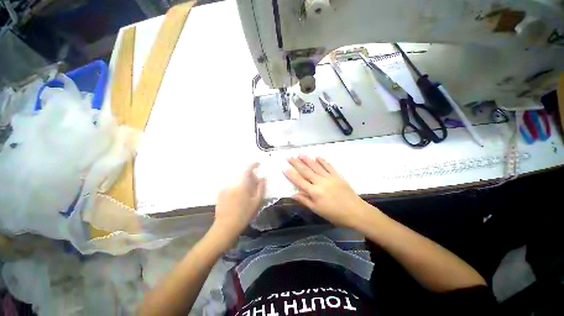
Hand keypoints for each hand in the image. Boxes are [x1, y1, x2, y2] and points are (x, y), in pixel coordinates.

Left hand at [212, 162, 265, 247]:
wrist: (226, 226)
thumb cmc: (244, 214)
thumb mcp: (257, 201)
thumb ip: (261, 187)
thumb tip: (263, 177)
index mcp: (242, 184)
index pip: (248, 168)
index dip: (254, 164)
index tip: (259, 163)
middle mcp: (232, 182)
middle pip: (242, 172)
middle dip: (250, 174)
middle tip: (255, 181)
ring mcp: (225, 186)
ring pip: (236, 177)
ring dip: (243, 179)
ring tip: (248, 188)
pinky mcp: (221, 191)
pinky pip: (231, 183)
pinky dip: (237, 183)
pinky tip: (239, 193)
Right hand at [284, 156, 370, 227]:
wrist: (355, 212)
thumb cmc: (334, 214)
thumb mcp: (317, 210)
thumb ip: (305, 201)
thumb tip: (292, 195)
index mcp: (314, 192)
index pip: (300, 181)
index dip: (291, 175)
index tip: (285, 168)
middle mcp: (320, 182)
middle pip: (306, 171)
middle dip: (297, 163)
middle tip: (289, 157)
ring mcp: (329, 177)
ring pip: (316, 166)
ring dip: (307, 159)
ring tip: (300, 154)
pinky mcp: (337, 175)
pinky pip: (328, 166)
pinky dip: (322, 161)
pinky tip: (317, 157)